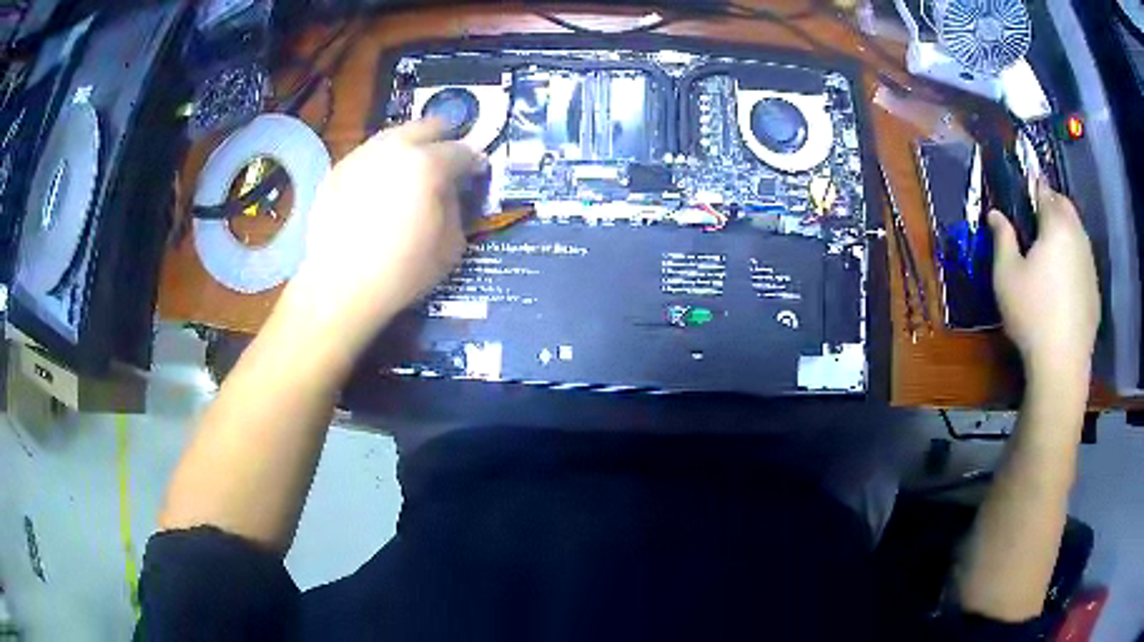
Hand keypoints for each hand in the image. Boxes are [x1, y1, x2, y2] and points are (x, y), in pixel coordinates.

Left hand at [282, 119, 483, 348]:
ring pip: (392, 136)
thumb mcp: (451, 245)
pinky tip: (380, 186)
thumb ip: (456, 207)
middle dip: (441, 138)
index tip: (477, 171)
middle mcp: (394, 149)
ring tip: (411, 170)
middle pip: (425, 127)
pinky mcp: (337, 171)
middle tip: (446, 158)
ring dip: (409, 147)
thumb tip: (450, 191)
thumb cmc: (402, 270)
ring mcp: (361, 156)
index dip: (474, 161)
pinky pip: (368, 156)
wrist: (340, 287)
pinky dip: (381, 163)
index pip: (461, 151)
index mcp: (427, 164)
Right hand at [988, 180, 1099, 380]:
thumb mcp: (1006, 275)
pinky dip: (1074, 258)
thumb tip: (995, 214)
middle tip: (1036, 218)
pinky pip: (1084, 260)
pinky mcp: (1095, 290)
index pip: (1044, 191)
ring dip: (1065, 231)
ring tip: (1050, 249)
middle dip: (1052, 203)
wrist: (1062, 364)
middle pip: (1066, 206)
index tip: (1023, 191)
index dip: (1033, 187)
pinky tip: (1064, 281)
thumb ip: (1002, 238)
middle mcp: (1078, 237)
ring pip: (1078, 233)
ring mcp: (1090, 264)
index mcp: (1056, 226)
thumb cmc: (1031, 314)